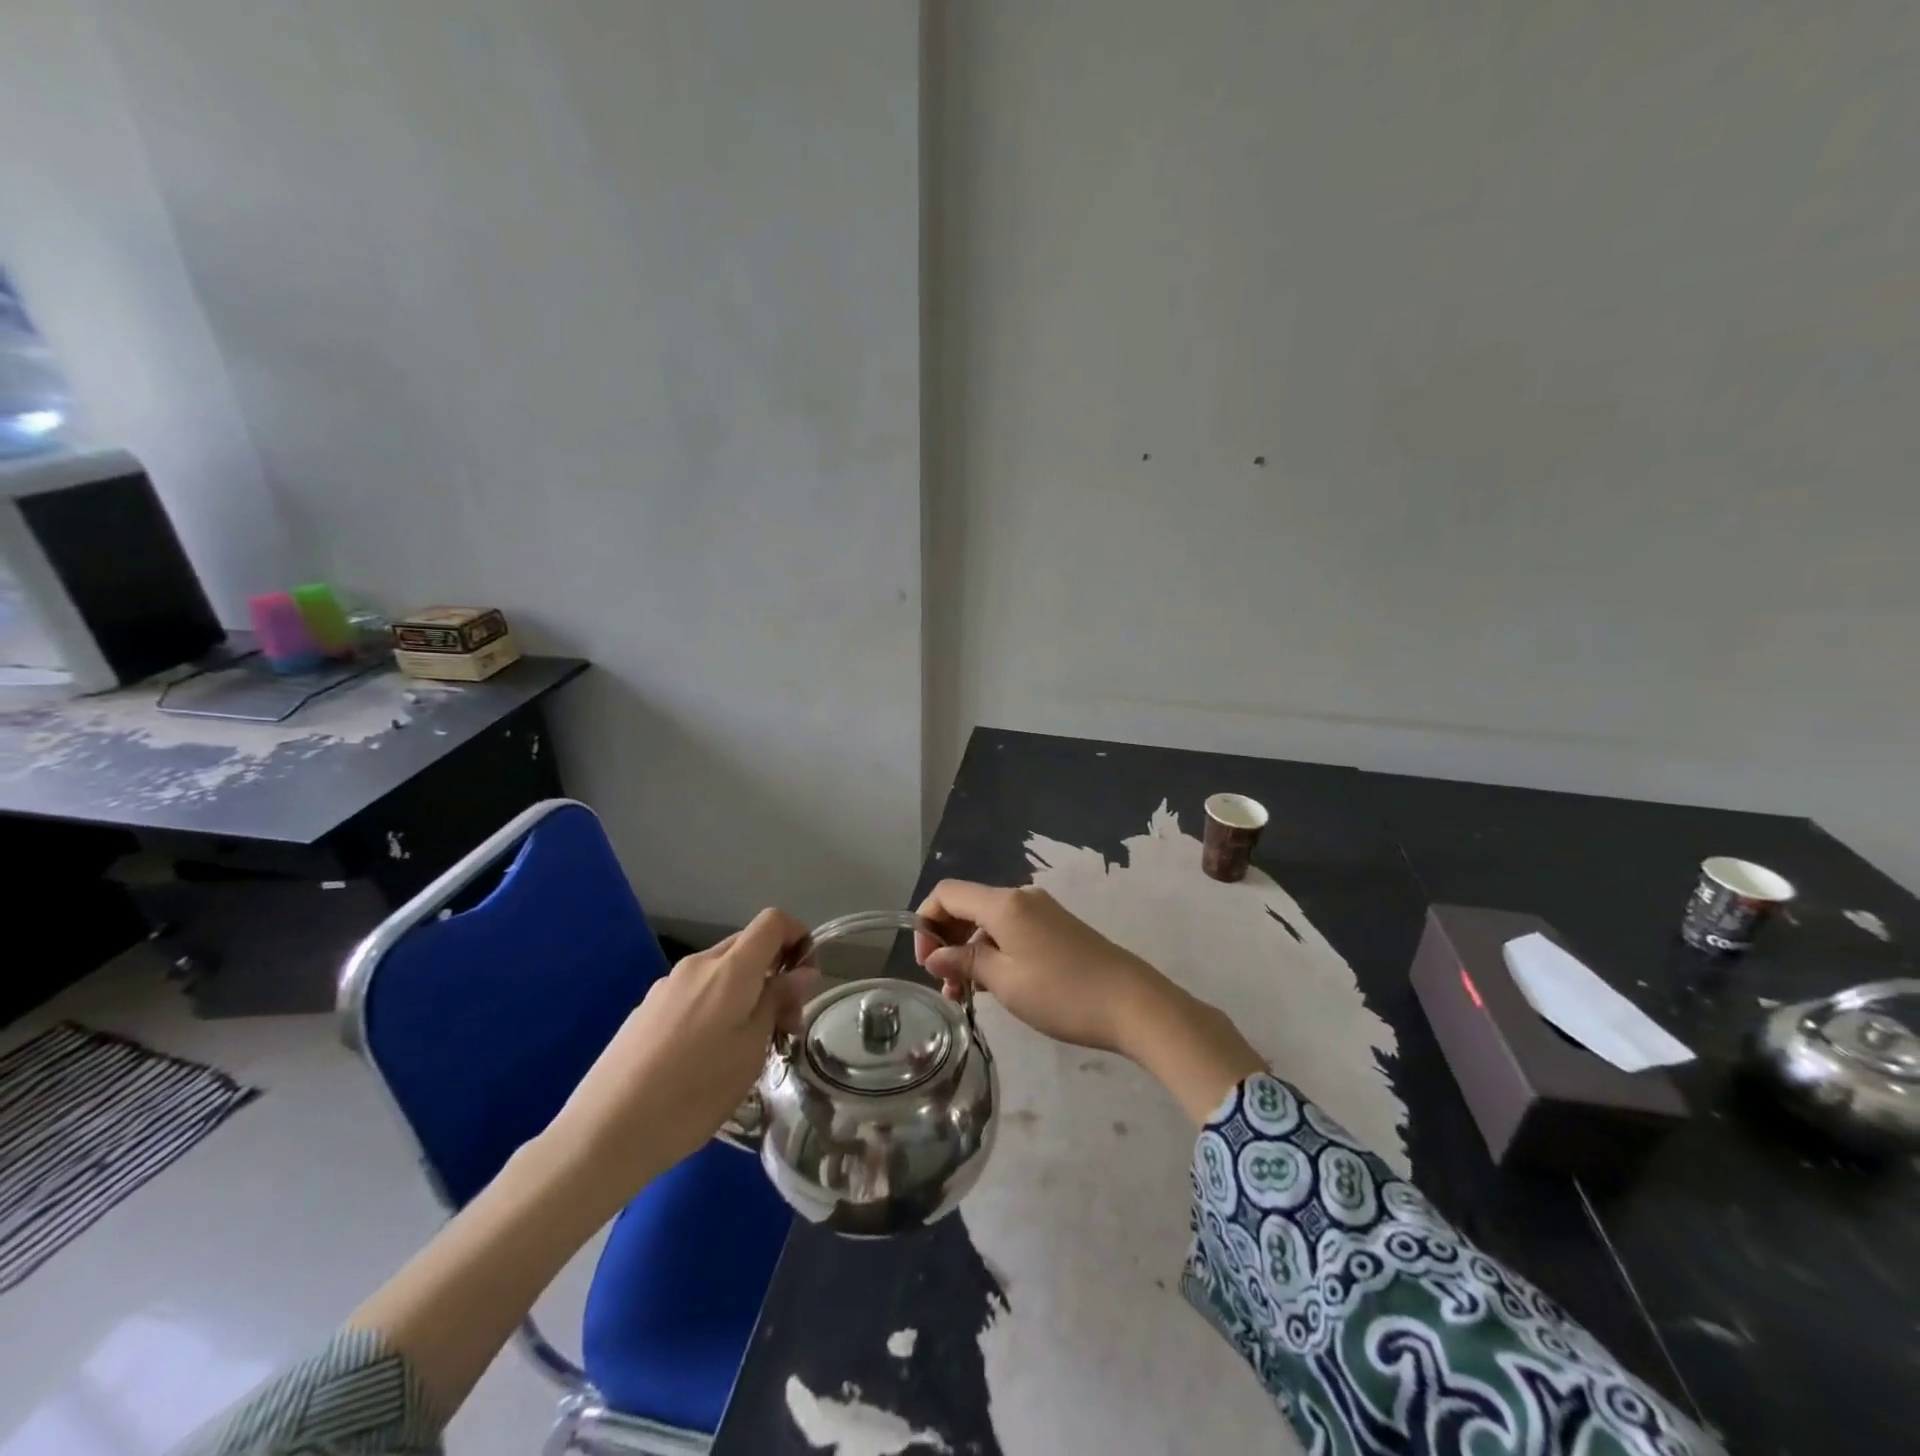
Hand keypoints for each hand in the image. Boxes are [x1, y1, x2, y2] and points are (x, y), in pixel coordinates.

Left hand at [545, 908, 808, 1198]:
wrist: (605, 1133)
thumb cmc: (694, 1091)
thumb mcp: (752, 1050)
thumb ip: (777, 1002)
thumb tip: (801, 972)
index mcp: (730, 968)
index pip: (773, 921)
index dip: (798, 936)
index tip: (806, 979)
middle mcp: (698, 965)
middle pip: (748, 945)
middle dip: (775, 972)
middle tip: (784, 1025)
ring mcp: (667, 986)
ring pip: (722, 972)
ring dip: (746, 993)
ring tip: (748, 1048)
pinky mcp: (647, 1010)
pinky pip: (696, 993)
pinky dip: (717, 1007)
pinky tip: (707, 1057)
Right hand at [913, 880, 1165, 1055]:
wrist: (1133, 1004)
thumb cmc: (1062, 993)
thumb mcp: (1005, 981)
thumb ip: (965, 962)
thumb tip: (934, 956)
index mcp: (1005, 903)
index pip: (948, 893)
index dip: (926, 922)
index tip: (926, 963)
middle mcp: (1021, 897)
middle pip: (968, 905)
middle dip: (947, 940)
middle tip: (945, 986)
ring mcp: (1042, 912)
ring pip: (989, 922)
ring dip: (970, 952)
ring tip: (965, 997)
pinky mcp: (1057, 929)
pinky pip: (1012, 931)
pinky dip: (994, 952)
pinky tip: (994, 986)